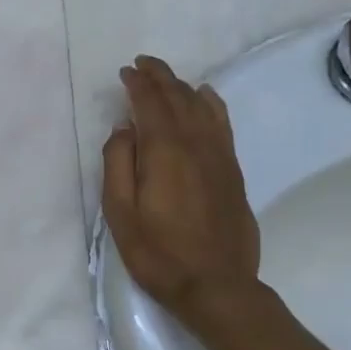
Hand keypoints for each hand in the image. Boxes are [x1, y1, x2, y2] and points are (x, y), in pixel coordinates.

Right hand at [102, 56, 262, 325]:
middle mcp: (196, 144)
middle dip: (160, 77)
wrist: (216, 286)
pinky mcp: (232, 171)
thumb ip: (117, 165)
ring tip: (167, 77)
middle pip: (178, 98)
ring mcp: (219, 156)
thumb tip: (124, 129)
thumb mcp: (120, 213)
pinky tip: (206, 97)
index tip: (125, 71)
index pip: (150, 104)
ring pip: (202, 107)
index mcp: (164, 152)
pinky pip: (222, 124)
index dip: (137, 84)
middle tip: (143, 64)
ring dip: (182, 87)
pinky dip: (211, 104)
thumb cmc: (158, 253)